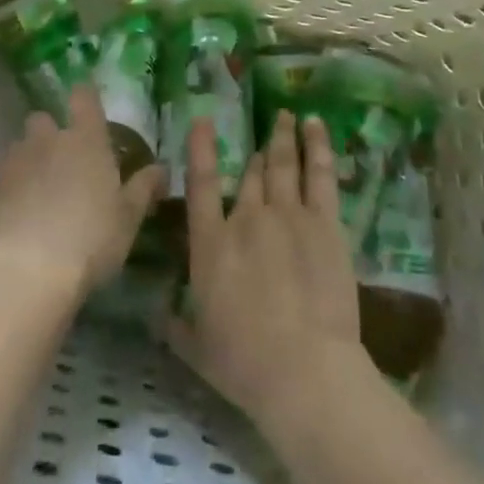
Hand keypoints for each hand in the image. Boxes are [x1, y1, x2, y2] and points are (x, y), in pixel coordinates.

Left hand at [0, 85, 163, 304]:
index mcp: (85, 140)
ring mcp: (12, 162)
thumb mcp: (128, 218)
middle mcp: (46, 140)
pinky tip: (14, 220)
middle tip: (62, 164)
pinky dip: (8, 192)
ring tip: (36, 197)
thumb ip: (144, 188)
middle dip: (49, 134)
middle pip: (43, 119)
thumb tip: (160, 169)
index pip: (84, 97)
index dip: (85, 98)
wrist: (24, 271)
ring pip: (19, 149)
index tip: (87, 108)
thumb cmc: (90, 239)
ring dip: (28, 163)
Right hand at [166, 110, 363, 421]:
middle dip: (255, 150)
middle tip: (260, 128)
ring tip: (286, 114)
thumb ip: (175, 325)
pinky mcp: (325, 224)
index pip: (202, 184)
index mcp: (211, 245)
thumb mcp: (195, 348)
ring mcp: (288, 216)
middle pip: (251, 174)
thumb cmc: (243, 363)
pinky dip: (317, 147)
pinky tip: (316, 126)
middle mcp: (246, 219)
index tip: (203, 121)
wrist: (304, 370)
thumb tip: (157, 315)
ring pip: (283, 164)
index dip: (201, 149)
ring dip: (283, 137)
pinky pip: (320, 175)